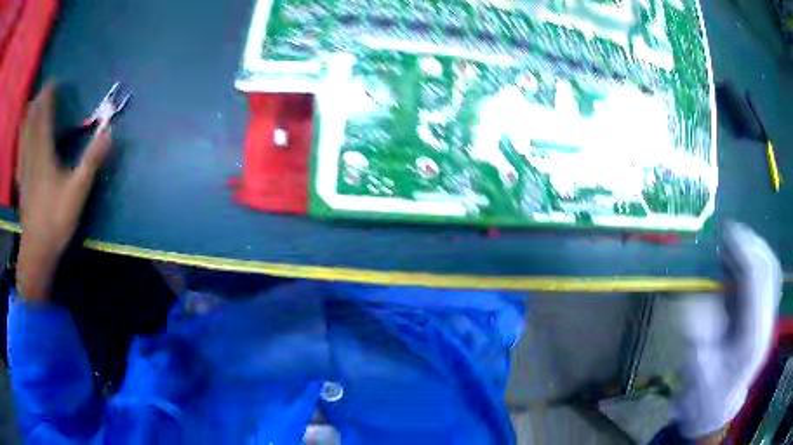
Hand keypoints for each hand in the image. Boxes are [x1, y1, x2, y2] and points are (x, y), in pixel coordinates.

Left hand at [15, 83, 112, 301]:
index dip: (48, 97)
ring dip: (27, 117)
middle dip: (37, 102)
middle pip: (31, 121)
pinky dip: (21, 139)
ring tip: (32, 106)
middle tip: (43, 90)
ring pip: (23, 135)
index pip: (43, 116)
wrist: (37, 251)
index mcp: (43, 153)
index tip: (53, 82)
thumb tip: (110, 132)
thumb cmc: (56, 220)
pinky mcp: (21, 184)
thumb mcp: (77, 192)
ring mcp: (23, 170)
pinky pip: (19, 153)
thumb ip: (92, 160)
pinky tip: (22, 138)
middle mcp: (31, 155)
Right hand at [674, 222, 781, 440]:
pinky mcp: (765, 319)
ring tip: (736, 242)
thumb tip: (695, 298)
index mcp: (753, 339)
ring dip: (756, 250)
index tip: (727, 232)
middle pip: (769, 269)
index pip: (757, 280)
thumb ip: (697, 335)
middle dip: (752, 244)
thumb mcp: (696, 372)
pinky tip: (743, 263)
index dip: (744, 251)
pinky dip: (758, 263)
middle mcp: (766, 324)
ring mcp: (768, 321)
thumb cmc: (705, 398)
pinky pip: (768, 280)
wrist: (716, 413)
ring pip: (771, 272)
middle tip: (730, 233)